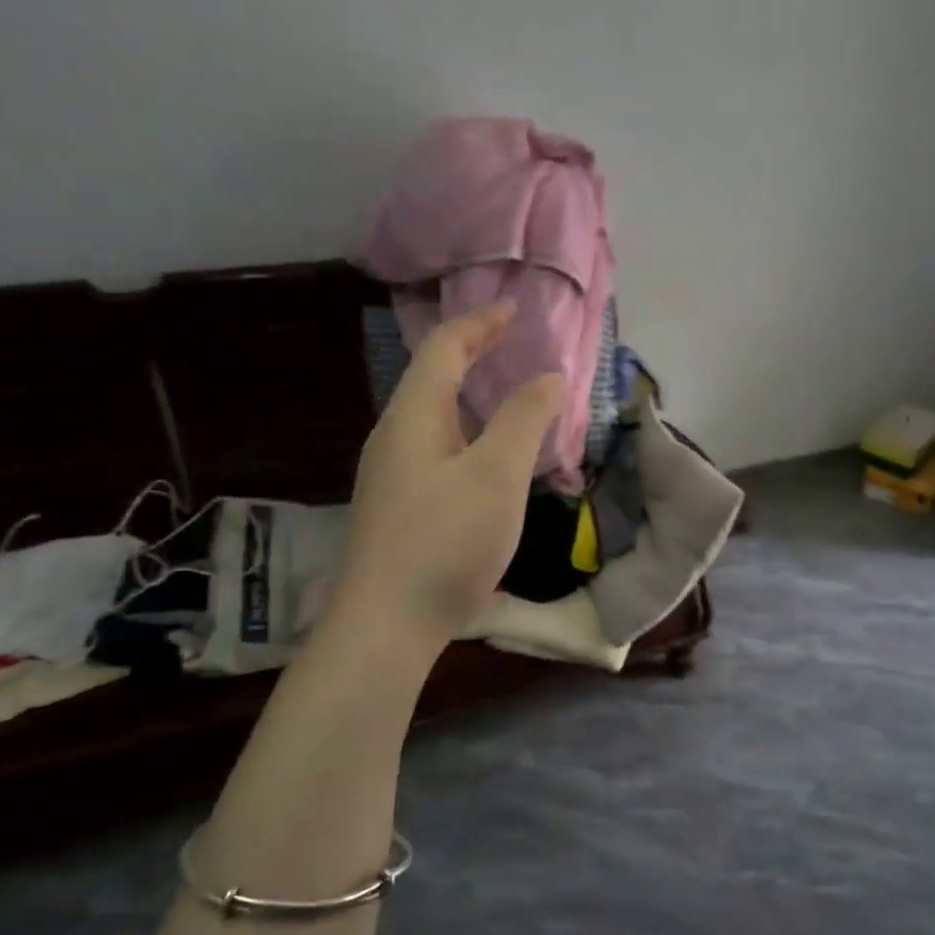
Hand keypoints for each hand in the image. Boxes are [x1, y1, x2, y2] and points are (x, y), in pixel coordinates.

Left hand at [336, 302, 564, 649]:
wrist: (386, 624)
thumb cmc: (445, 541)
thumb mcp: (496, 475)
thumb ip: (524, 419)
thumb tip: (549, 377)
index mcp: (413, 416)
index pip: (444, 349)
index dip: (481, 323)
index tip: (515, 309)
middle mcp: (394, 437)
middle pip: (433, 379)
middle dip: (474, 356)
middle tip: (516, 350)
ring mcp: (391, 475)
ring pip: (435, 419)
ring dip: (472, 400)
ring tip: (511, 402)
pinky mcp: (399, 508)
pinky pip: (437, 451)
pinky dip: (469, 436)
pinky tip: (488, 463)